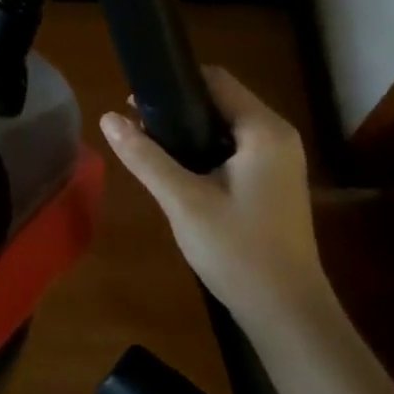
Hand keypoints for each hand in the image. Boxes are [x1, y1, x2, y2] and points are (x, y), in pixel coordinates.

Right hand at [100, 66, 332, 333]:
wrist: (287, 314)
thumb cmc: (237, 251)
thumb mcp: (183, 201)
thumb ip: (145, 157)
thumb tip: (107, 118)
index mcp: (264, 131)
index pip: (216, 80)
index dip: (173, 84)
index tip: (135, 103)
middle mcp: (277, 136)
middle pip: (221, 101)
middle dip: (177, 109)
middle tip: (137, 130)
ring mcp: (280, 161)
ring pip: (225, 127)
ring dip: (189, 132)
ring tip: (150, 150)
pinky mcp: (274, 183)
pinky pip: (234, 149)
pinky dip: (205, 151)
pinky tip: (179, 173)